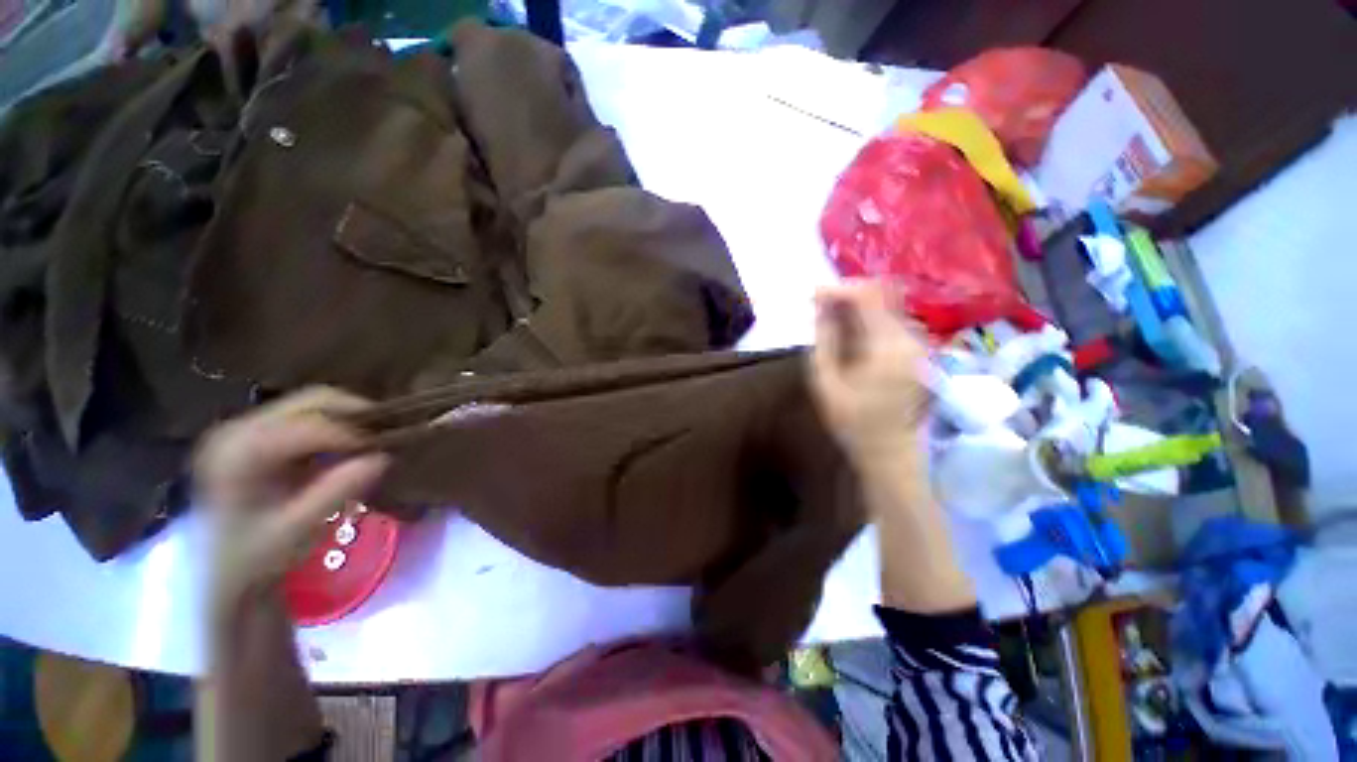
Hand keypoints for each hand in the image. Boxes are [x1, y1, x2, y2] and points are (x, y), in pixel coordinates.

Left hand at [194, 387, 388, 614]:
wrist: (220, 568)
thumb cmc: (257, 555)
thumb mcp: (297, 529)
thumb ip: (336, 491)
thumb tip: (382, 458)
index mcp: (240, 452)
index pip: (309, 426)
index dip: (355, 434)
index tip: (389, 450)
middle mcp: (238, 428)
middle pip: (313, 400)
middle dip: (359, 415)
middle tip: (388, 437)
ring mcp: (246, 425)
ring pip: (314, 403)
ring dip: (349, 419)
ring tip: (372, 443)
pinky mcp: (259, 431)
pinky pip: (309, 414)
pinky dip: (337, 425)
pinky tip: (347, 447)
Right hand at [809, 280, 930, 470]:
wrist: (890, 450)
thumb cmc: (853, 421)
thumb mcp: (826, 381)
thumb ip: (824, 339)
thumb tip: (821, 305)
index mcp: (886, 346)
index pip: (867, 295)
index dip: (838, 289)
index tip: (813, 296)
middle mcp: (909, 337)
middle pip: (881, 294)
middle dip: (847, 296)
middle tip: (820, 309)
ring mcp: (918, 343)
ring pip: (887, 305)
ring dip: (857, 307)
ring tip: (831, 323)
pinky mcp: (918, 350)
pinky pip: (892, 321)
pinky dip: (868, 319)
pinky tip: (850, 336)